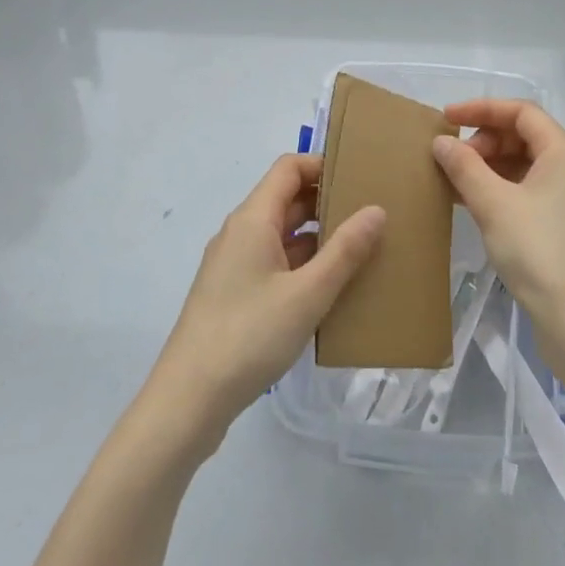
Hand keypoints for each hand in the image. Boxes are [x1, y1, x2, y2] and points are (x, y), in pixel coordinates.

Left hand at [149, 154, 384, 448]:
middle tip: (371, 213)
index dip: (323, 164)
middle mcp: (240, 233)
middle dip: (327, 201)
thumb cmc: (249, 336)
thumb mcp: (307, 294)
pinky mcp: (233, 295)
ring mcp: (233, 265)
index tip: (361, 176)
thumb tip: (377, 210)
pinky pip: (274, 263)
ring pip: (281, 234)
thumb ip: (345, 251)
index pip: (289, 168)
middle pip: (286, 199)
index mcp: (252, 219)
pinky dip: (302, 265)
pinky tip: (330, 289)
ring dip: (317, 237)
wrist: (188, 401)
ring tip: (361, 250)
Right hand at [431, 101, 564, 348]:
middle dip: (484, 141)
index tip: (446, 118)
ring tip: (453, 181)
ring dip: (488, 167)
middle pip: (523, 137)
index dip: (481, 109)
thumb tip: (441, 142)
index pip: (521, 112)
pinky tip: (471, 204)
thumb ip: (464, 167)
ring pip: (524, 166)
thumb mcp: (494, 204)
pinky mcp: (564, 227)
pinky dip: (499, 190)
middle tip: (452, 159)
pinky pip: (527, 192)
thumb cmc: (538, 251)